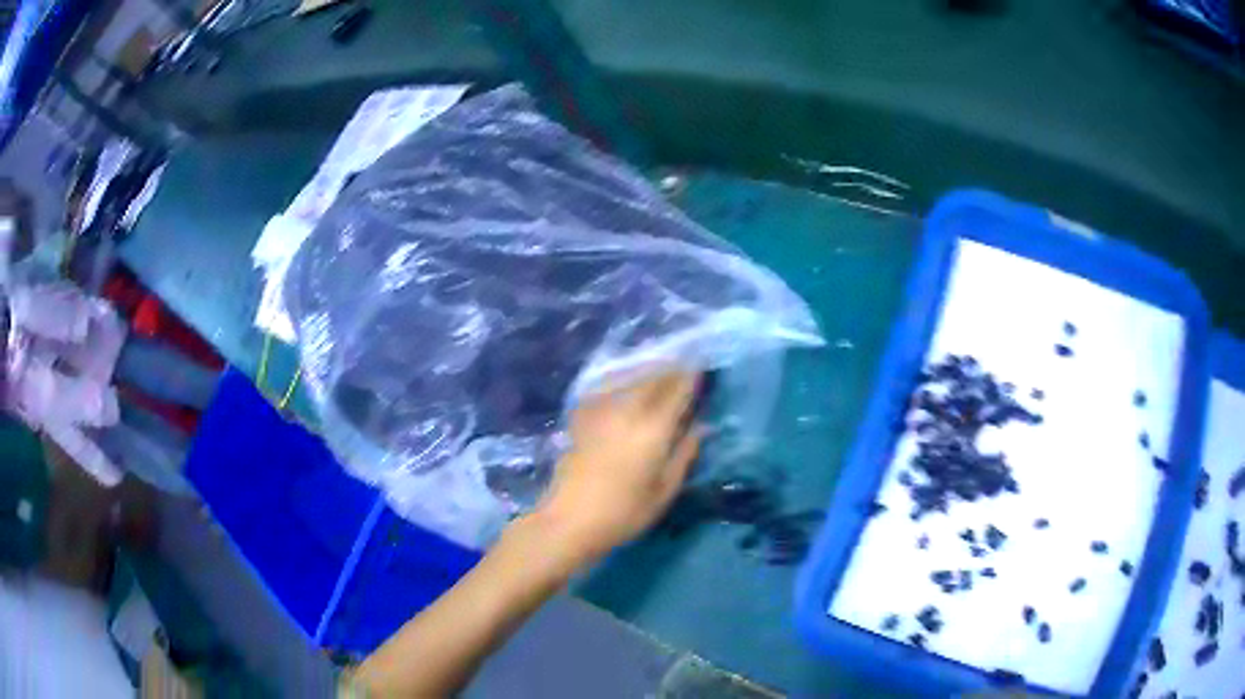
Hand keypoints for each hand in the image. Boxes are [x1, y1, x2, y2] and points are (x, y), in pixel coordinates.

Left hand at [534, 371, 701, 563]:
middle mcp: (627, 411)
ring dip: (647, 371)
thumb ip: (684, 453)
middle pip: (652, 379)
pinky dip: (621, 380)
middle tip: (683, 365)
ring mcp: (601, 411)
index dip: (691, 376)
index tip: (701, 364)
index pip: (677, 391)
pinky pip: (606, 388)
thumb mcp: (665, 490)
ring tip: (659, 371)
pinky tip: (624, 384)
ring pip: (629, 378)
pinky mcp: (581, 418)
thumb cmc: (624, 512)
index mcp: (653, 429)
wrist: (570, 520)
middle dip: (670, 369)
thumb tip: (702, 426)